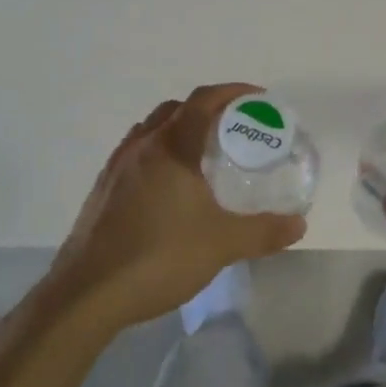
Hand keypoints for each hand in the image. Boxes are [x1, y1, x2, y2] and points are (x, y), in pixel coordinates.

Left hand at [45, 83, 306, 331]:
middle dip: (208, 110)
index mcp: (171, 147)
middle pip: (176, 110)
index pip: (204, 100)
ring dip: (180, 131)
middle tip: (234, 130)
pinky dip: (159, 155)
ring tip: (204, 157)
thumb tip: (299, 225)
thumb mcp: (222, 244)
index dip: (233, 92)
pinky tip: (171, 189)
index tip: (259, 99)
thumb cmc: (158, 257)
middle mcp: (141, 147)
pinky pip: (136, 155)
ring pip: (152, 131)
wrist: (86, 295)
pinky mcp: (102, 190)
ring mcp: (116, 167)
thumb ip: (263, 232)